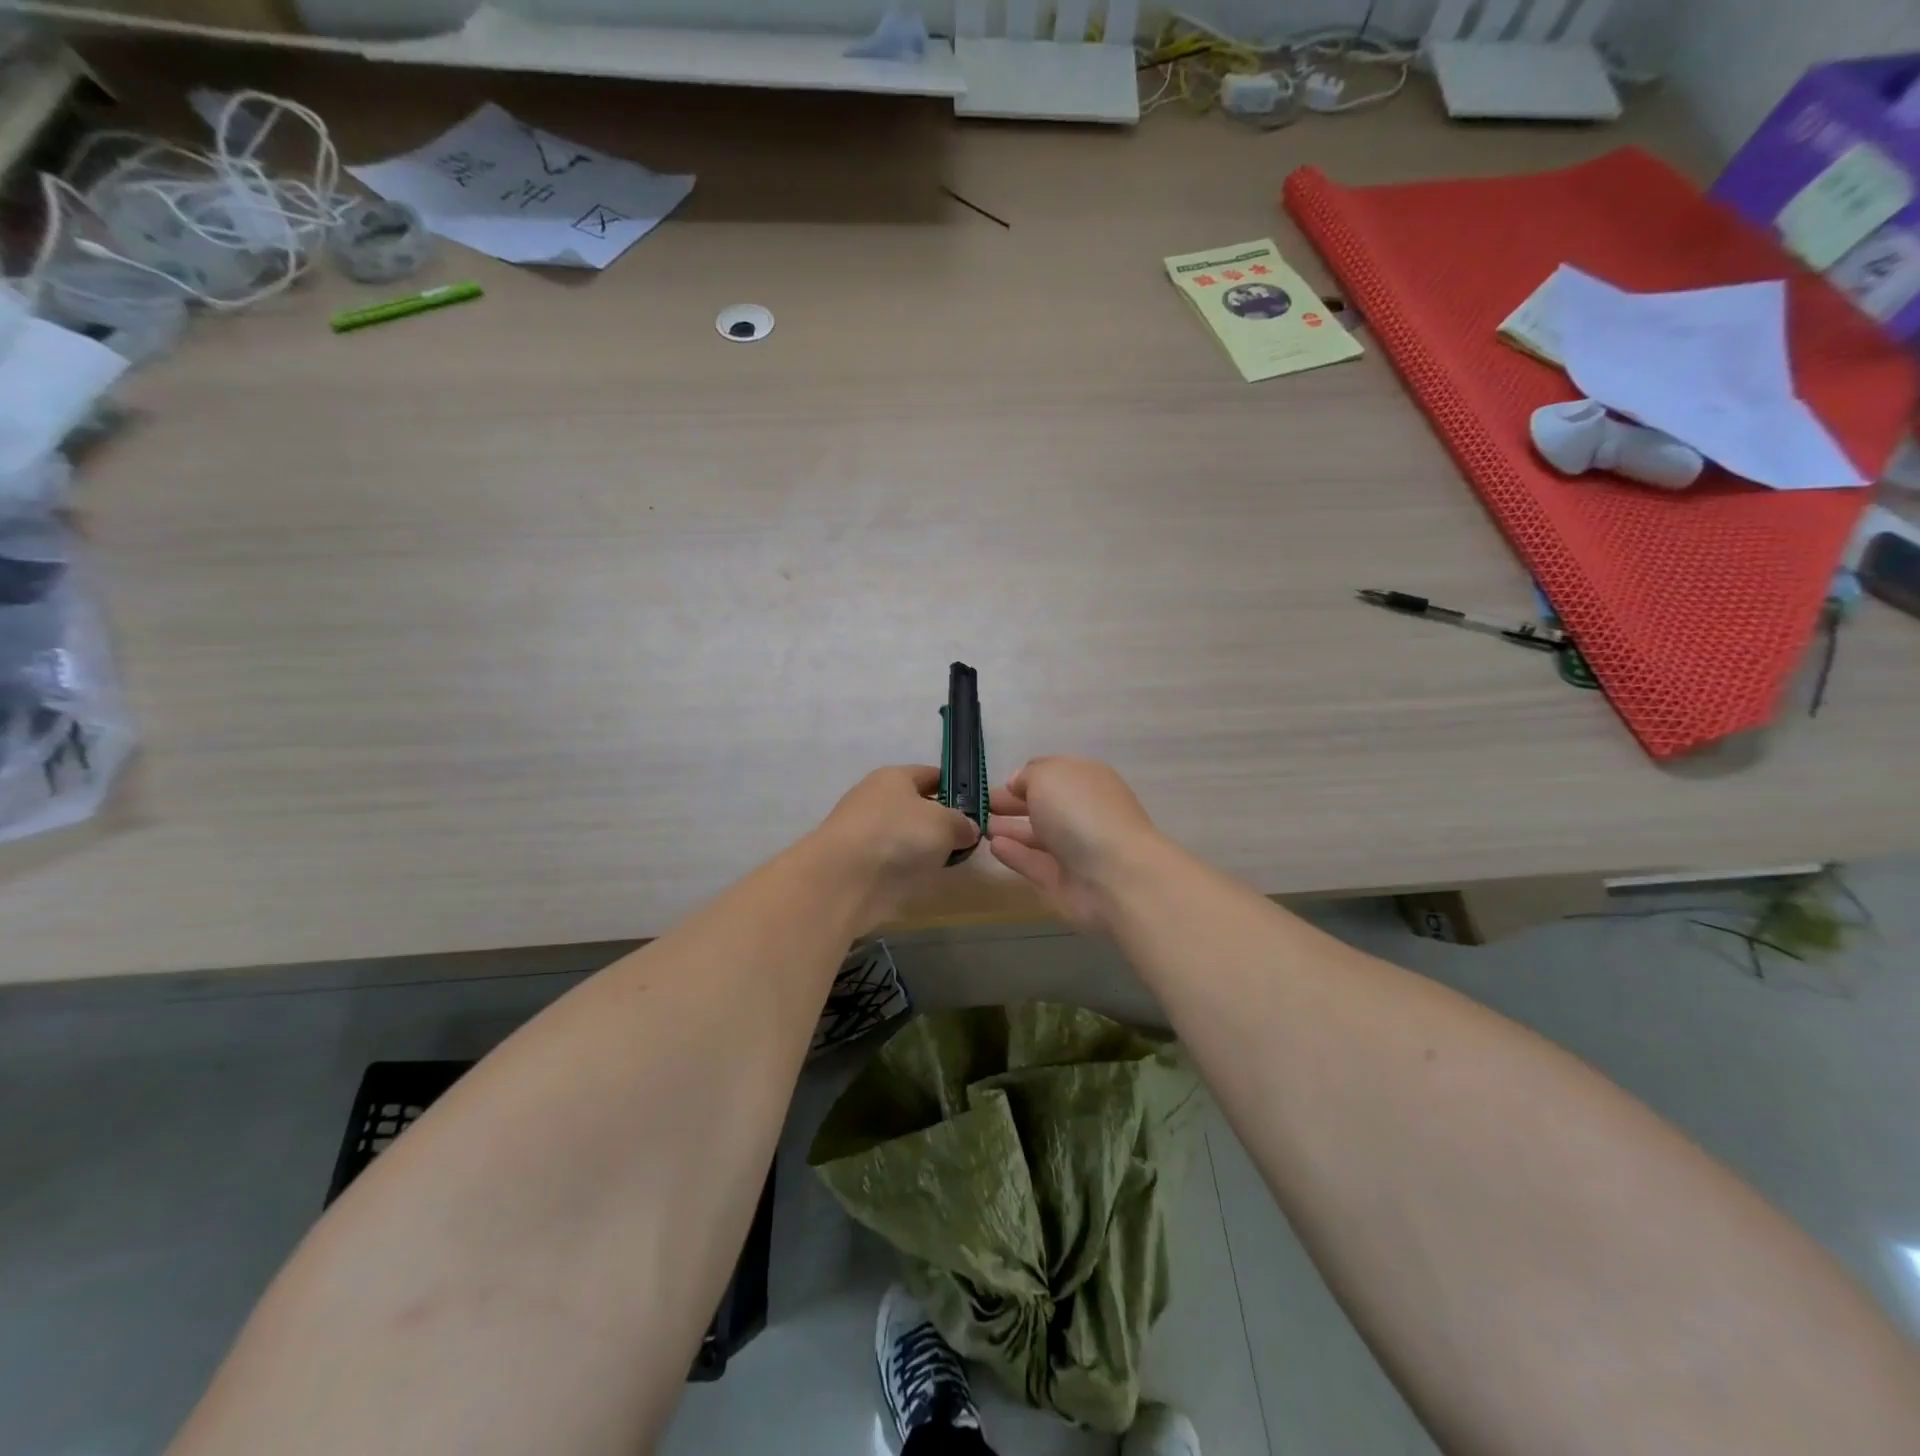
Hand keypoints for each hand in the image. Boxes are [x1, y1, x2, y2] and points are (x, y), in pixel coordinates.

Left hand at [812, 765, 979, 929]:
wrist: (844, 878)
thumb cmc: (898, 834)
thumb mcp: (945, 823)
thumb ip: (962, 823)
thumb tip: (968, 829)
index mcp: (894, 777)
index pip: (931, 774)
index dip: (956, 787)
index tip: (978, 806)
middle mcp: (877, 799)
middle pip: (918, 806)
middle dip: (942, 821)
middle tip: (970, 838)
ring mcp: (866, 832)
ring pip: (907, 835)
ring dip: (927, 846)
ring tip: (953, 860)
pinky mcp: (861, 864)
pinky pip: (895, 860)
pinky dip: (911, 867)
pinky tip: (928, 877)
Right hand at [988, 757, 1162, 933]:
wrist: (1115, 876)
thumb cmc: (1080, 812)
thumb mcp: (1048, 776)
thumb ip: (1028, 776)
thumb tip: (1018, 783)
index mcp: (1086, 780)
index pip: (1052, 773)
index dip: (1026, 776)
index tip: (1000, 782)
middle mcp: (1082, 812)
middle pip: (1043, 805)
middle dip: (1013, 803)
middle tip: (981, 805)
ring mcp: (1074, 849)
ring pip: (1037, 835)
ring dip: (1010, 829)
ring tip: (980, 825)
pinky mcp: (1063, 881)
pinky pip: (1033, 863)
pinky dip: (1014, 854)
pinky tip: (993, 846)